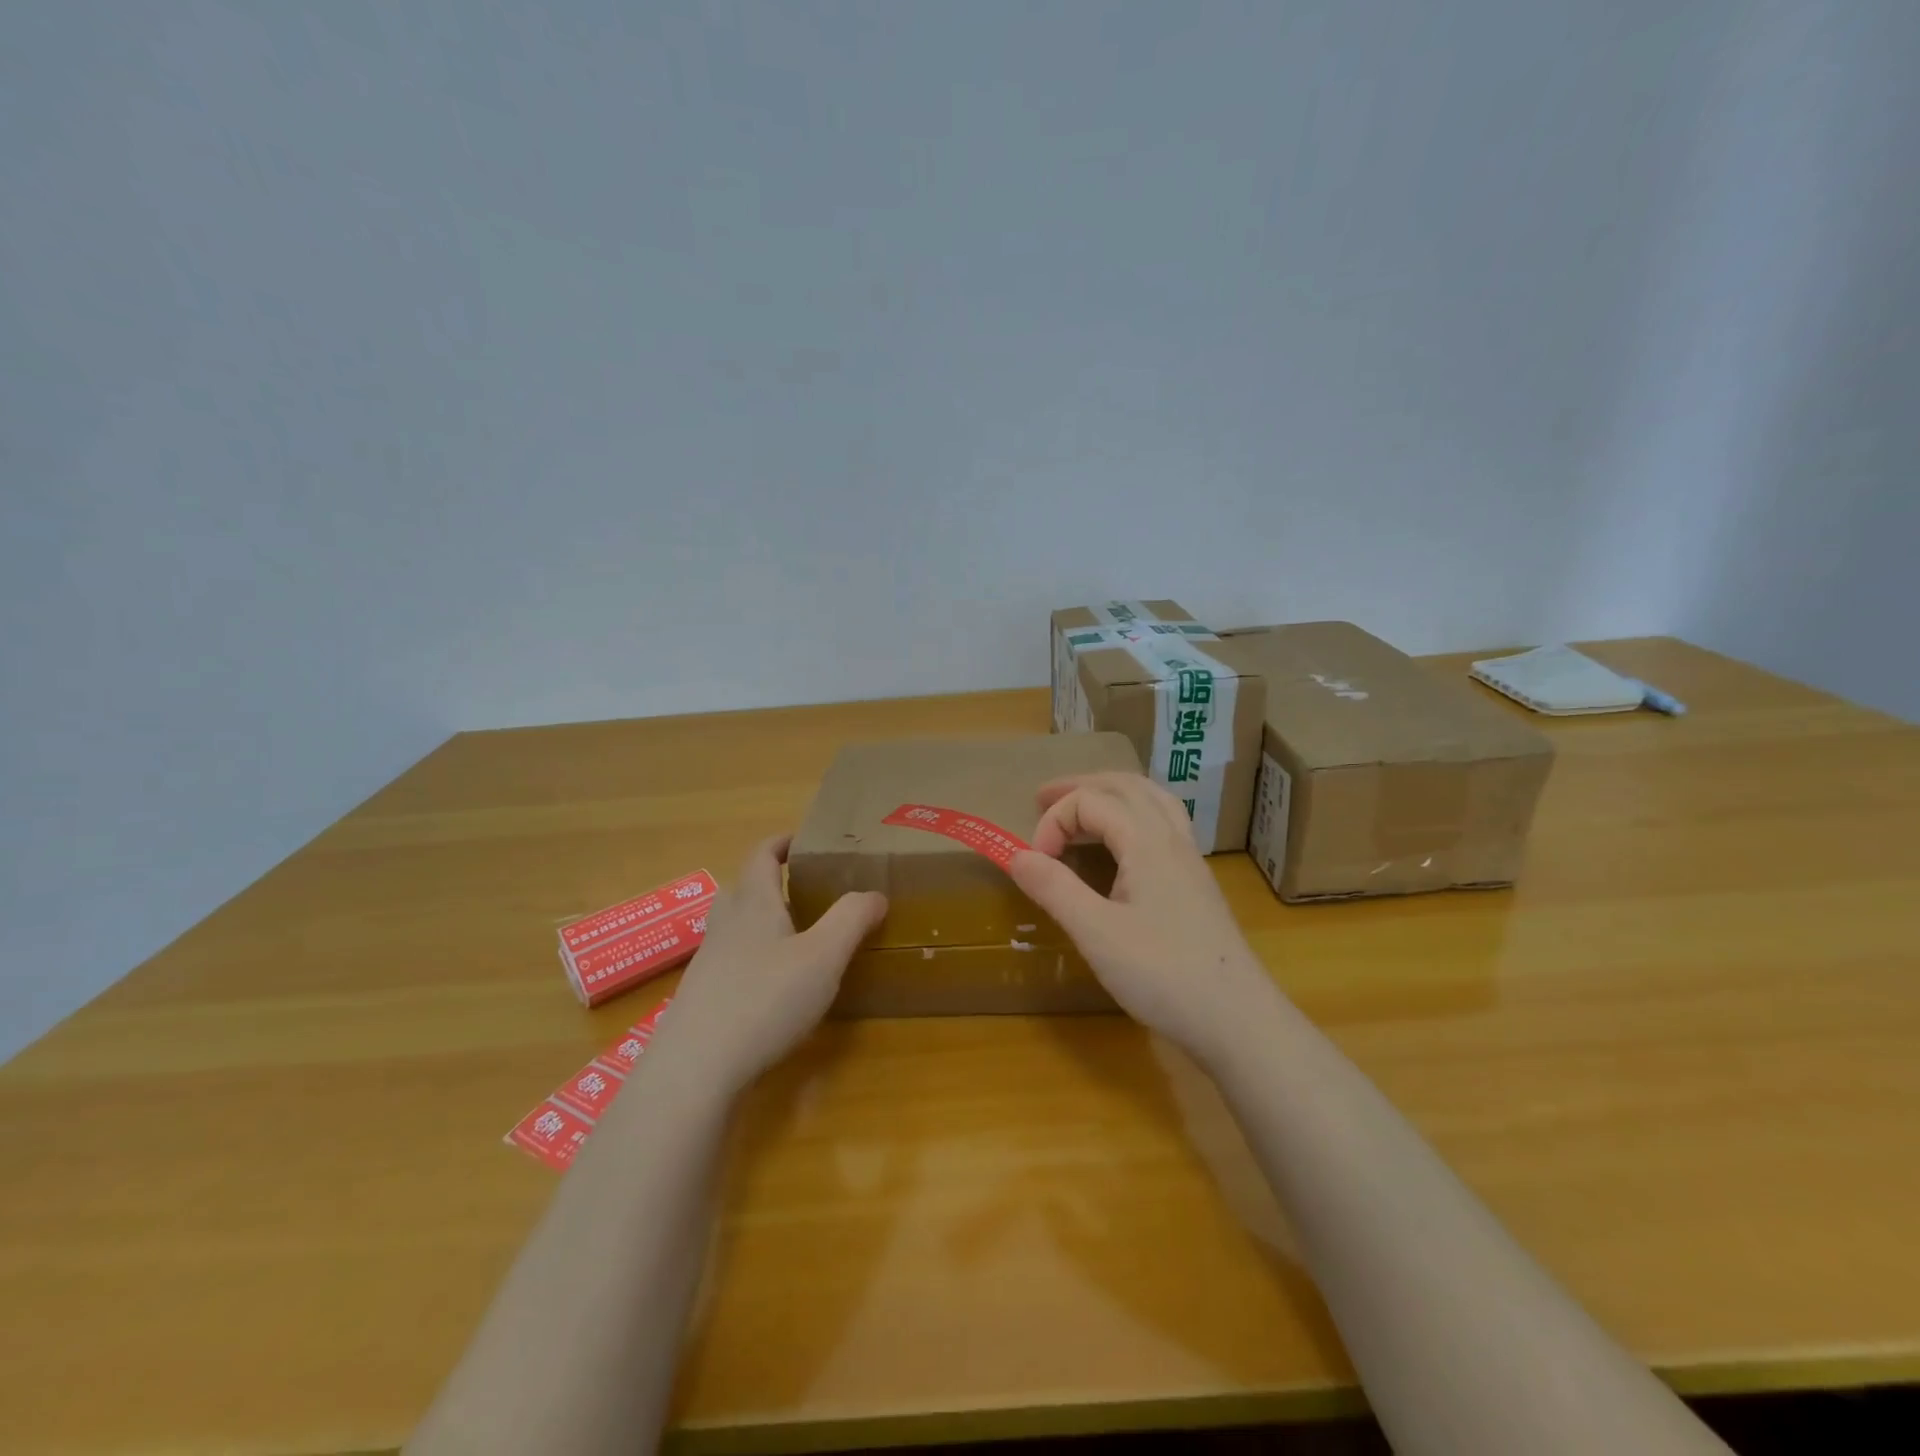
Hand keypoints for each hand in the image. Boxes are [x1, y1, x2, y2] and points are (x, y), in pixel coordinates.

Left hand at [654, 835, 885, 1095]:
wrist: (695, 1069)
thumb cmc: (765, 999)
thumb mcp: (823, 956)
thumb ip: (851, 919)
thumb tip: (874, 894)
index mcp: (754, 903)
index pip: (762, 854)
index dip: (783, 842)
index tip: (807, 841)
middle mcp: (725, 924)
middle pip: (744, 887)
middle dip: (773, 882)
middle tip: (808, 892)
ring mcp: (708, 962)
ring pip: (735, 926)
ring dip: (762, 921)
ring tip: (796, 938)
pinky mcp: (702, 997)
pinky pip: (730, 961)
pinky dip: (753, 958)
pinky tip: (773, 987)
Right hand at [1008, 773, 1273, 1063]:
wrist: (1237, 1020)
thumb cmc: (1163, 974)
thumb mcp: (1096, 933)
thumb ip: (1054, 888)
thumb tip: (1016, 855)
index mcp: (1147, 842)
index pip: (1091, 802)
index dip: (1054, 822)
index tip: (1035, 865)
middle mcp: (1172, 839)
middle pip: (1125, 786)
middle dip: (1080, 787)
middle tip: (1042, 799)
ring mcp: (1190, 861)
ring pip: (1151, 801)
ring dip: (1110, 795)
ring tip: (1082, 808)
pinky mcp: (1197, 884)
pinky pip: (1163, 825)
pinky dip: (1133, 816)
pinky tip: (1123, 846)